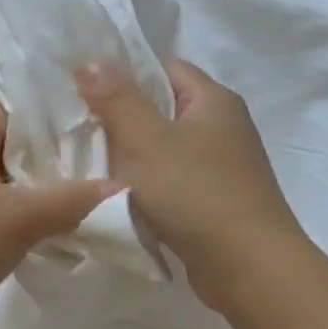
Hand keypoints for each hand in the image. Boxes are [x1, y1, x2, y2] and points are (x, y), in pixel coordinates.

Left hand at [0, 102, 117, 328]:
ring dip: (46, 195)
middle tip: (113, 171)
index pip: (23, 110)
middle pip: (20, 147)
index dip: (64, 118)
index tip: (109, 132)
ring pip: (12, 184)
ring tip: (96, 203)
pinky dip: (27, 220)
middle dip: (62, 161)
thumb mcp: (17, 219)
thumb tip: (125, 187)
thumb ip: (72, 200)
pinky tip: (62, 234)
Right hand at [77, 59, 305, 315]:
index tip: (84, 92)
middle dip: (120, 120)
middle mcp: (223, 127)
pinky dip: (146, 188)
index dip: (123, 75)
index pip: (163, 68)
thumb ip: (115, 98)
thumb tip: (88, 59)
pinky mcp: (215, 202)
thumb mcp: (146, 140)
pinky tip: (119, 199)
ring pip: (164, 150)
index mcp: (213, 100)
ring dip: (131, 158)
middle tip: (78, 131)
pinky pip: (172, 183)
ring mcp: (222, 167)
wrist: (249, 269)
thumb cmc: (196, 194)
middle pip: (161, 109)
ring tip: (90, 165)